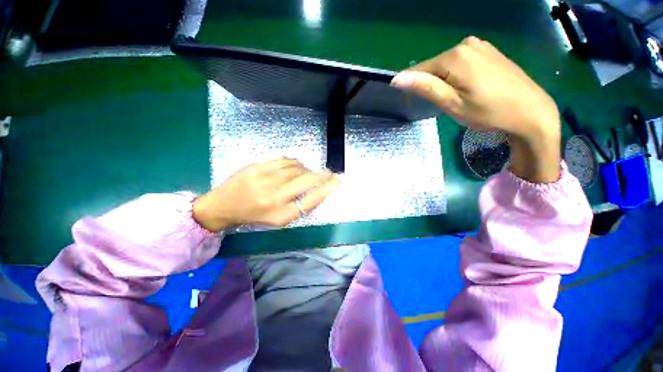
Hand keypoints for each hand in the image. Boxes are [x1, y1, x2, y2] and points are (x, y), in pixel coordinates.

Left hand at [192, 158, 338, 231]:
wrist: (223, 205)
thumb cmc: (255, 216)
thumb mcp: (279, 219)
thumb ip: (300, 207)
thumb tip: (320, 191)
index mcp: (279, 213)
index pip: (311, 200)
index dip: (326, 189)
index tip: (337, 181)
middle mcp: (274, 195)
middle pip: (306, 180)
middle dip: (322, 175)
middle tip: (330, 174)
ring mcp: (264, 177)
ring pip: (297, 168)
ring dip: (308, 169)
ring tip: (309, 173)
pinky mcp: (257, 165)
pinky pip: (285, 160)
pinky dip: (295, 163)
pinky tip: (296, 167)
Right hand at [392, 36, 560, 182]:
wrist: (531, 111)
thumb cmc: (489, 112)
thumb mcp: (452, 104)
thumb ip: (425, 87)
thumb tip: (397, 79)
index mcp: (455, 56)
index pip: (419, 69)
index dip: (415, 88)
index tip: (421, 104)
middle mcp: (466, 44)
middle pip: (433, 66)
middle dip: (432, 85)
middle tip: (446, 104)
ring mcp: (479, 45)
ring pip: (447, 65)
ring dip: (445, 81)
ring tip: (460, 97)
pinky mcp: (488, 50)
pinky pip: (461, 62)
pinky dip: (457, 76)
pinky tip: (471, 88)